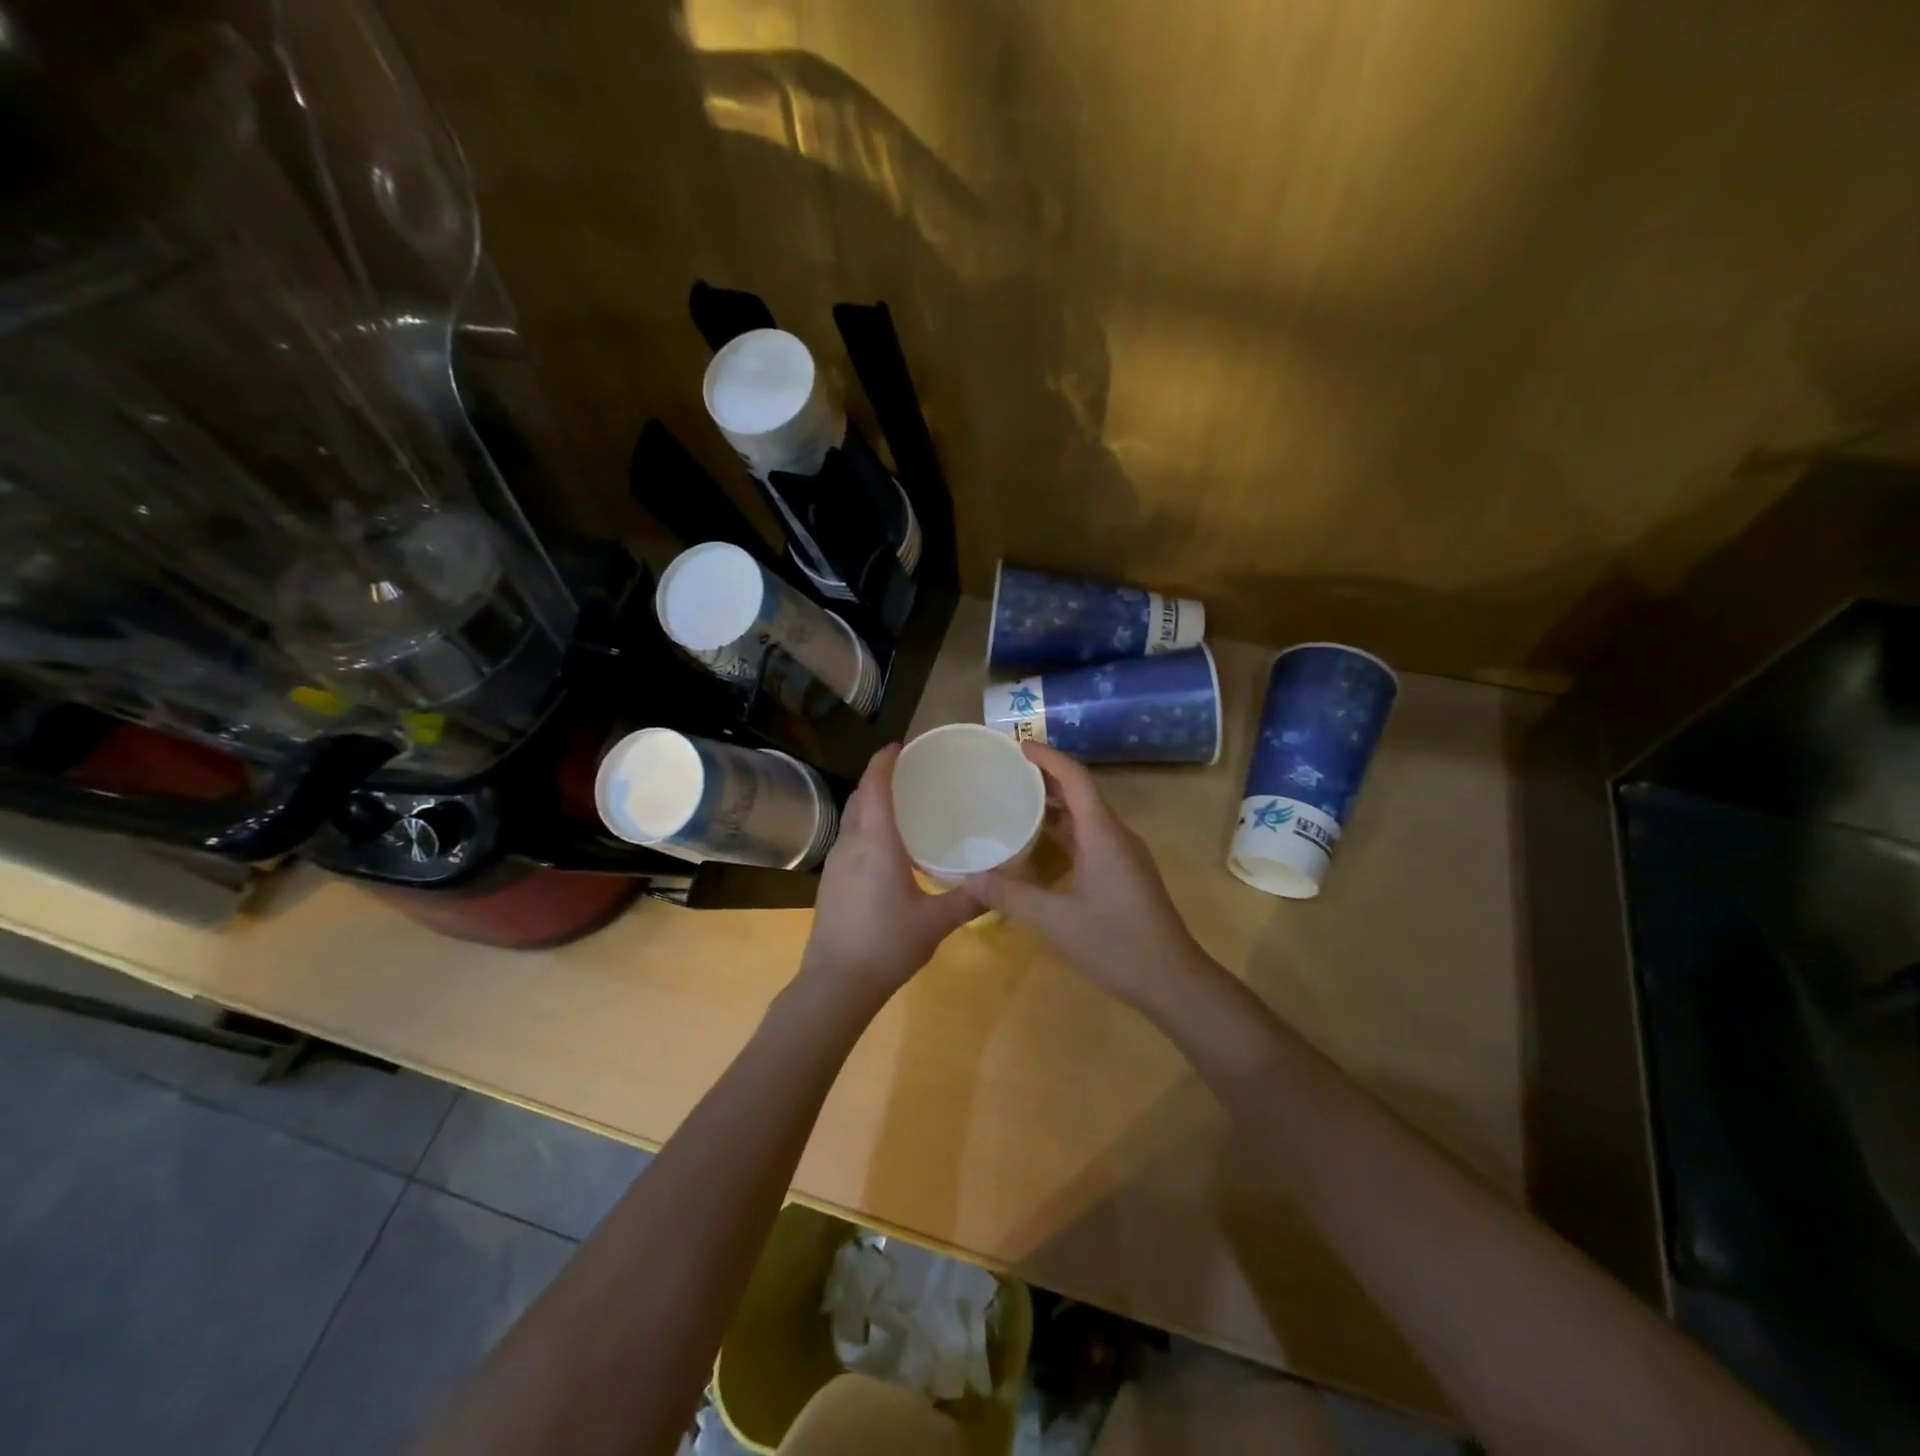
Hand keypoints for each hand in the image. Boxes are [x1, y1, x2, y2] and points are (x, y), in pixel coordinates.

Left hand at [800, 744, 982, 995]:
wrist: (836, 984)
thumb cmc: (887, 944)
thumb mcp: (935, 922)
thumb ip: (969, 899)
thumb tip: (1000, 883)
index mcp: (876, 843)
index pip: (875, 786)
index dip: (884, 761)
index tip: (899, 745)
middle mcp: (851, 844)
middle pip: (860, 797)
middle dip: (878, 779)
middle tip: (909, 775)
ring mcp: (835, 864)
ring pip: (851, 819)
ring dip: (870, 803)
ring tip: (901, 806)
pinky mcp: (830, 883)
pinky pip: (848, 840)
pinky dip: (865, 828)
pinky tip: (886, 848)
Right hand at [964, 742, 1207, 1010]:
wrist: (1172, 980)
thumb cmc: (1115, 942)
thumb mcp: (1055, 920)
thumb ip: (1011, 895)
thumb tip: (969, 877)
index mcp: (1103, 834)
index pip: (1076, 778)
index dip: (1047, 757)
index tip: (1018, 745)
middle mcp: (1116, 836)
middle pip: (1081, 793)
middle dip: (1046, 778)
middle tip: (1007, 773)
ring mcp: (1124, 856)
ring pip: (1087, 818)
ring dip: (1055, 806)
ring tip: (1016, 802)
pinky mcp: (1125, 875)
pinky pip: (1092, 838)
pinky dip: (1065, 832)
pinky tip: (1040, 847)